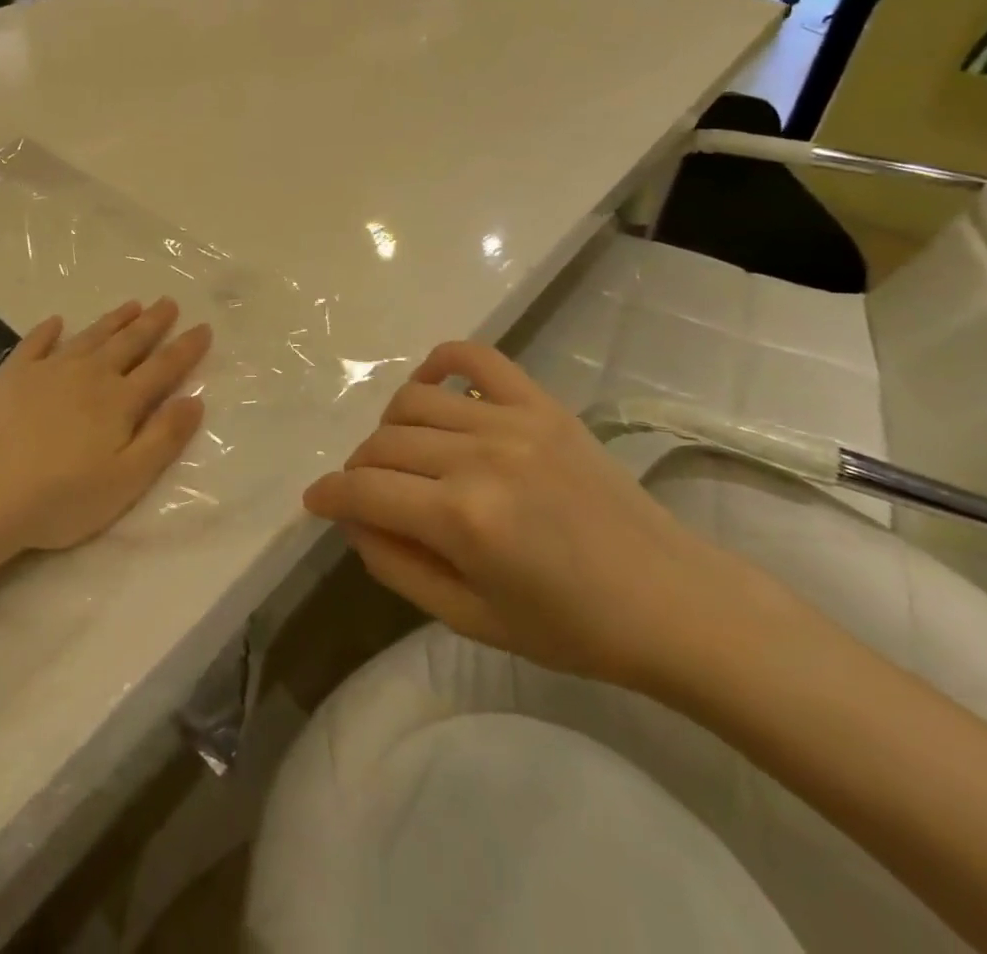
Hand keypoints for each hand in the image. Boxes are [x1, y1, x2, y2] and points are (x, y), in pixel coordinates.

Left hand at [0, 299, 211, 557]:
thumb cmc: (58, 498)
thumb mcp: (126, 480)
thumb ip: (164, 438)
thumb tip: (196, 400)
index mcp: (120, 401)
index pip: (163, 368)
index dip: (185, 348)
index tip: (203, 328)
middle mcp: (89, 375)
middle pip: (129, 343)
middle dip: (153, 323)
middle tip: (169, 302)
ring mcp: (47, 371)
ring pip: (90, 337)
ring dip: (113, 320)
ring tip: (132, 304)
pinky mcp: (11, 376)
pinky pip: (35, 343)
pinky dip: (48, 330)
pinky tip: (56, 321)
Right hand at [303, 341, 746, 690]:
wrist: (672, 600)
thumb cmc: (573, 628)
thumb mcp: (472, 619)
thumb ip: (399, 567)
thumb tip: (354, 521)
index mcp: (463, 519)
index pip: (365, 490)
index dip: (329, 495)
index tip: (314, 501)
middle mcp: (479, 457)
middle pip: (383, 443)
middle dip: (359, 469)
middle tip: (368, 494)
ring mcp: (512, 421)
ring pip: (414, 400)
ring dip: (391, 427)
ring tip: (403, 454)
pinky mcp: (541, 403)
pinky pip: (477, 358)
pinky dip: (443, 362)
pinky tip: (433, 385)